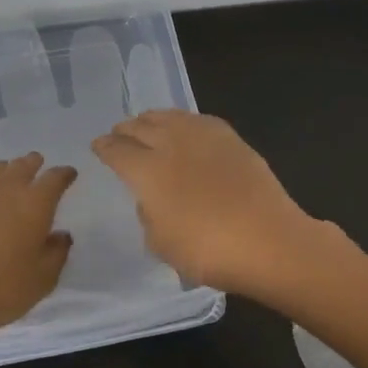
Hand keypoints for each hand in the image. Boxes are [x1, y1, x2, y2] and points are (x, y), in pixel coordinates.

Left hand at [0, 153, 77, 367]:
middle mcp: (3, 190)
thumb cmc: (0, 290)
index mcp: (34, 203)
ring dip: (4, 168)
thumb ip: (56, 253)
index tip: (69, 174)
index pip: (54, 178)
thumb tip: (61, 236)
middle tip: (38, 164)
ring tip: (7, 171)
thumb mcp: (42, 279)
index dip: (64, 174)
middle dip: (33, 164)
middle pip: (21, 165)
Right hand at [91, 110, 321, 296]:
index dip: (104, 147)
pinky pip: (196, 119)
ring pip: (167, 116)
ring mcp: (203, 137)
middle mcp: (170, 144)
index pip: (116, 150)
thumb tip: (152, 199)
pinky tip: (183, 128)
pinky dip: (181, 120)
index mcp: (147, 171)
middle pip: (139, 126)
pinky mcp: (231, 138)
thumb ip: (148, 215)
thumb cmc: (209, 251)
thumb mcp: (161, 244)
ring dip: (151, 120)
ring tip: (146, 125)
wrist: (269, 241)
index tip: (98, 147)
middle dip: (124, 130)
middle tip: (118, 135)